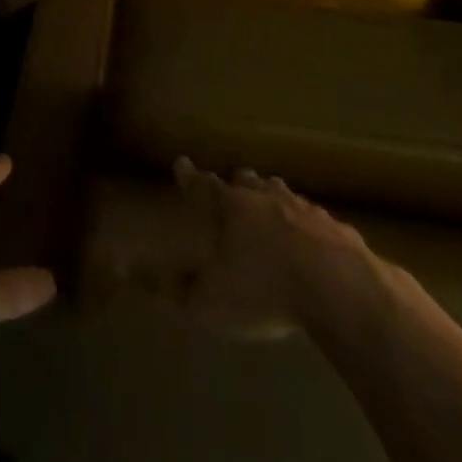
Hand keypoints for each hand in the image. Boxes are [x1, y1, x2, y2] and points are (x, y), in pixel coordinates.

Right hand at [152, 158, 379, 338]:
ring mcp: (306, 211)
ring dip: (272, 193)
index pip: (203, 186)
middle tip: (232, 180)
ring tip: (270, 192)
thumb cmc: (263, 290)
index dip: (190, 177)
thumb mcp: (205, 299)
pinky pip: (316, 220)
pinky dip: (308, 222)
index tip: (181, 162)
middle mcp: (266, 199)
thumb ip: (166, 285)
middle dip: (236, 182)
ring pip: (283, 194)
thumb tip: (121, 267)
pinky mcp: (338, 230)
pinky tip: (315, 233)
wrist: (340, 289)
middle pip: (247, 182)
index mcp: (231, 209)